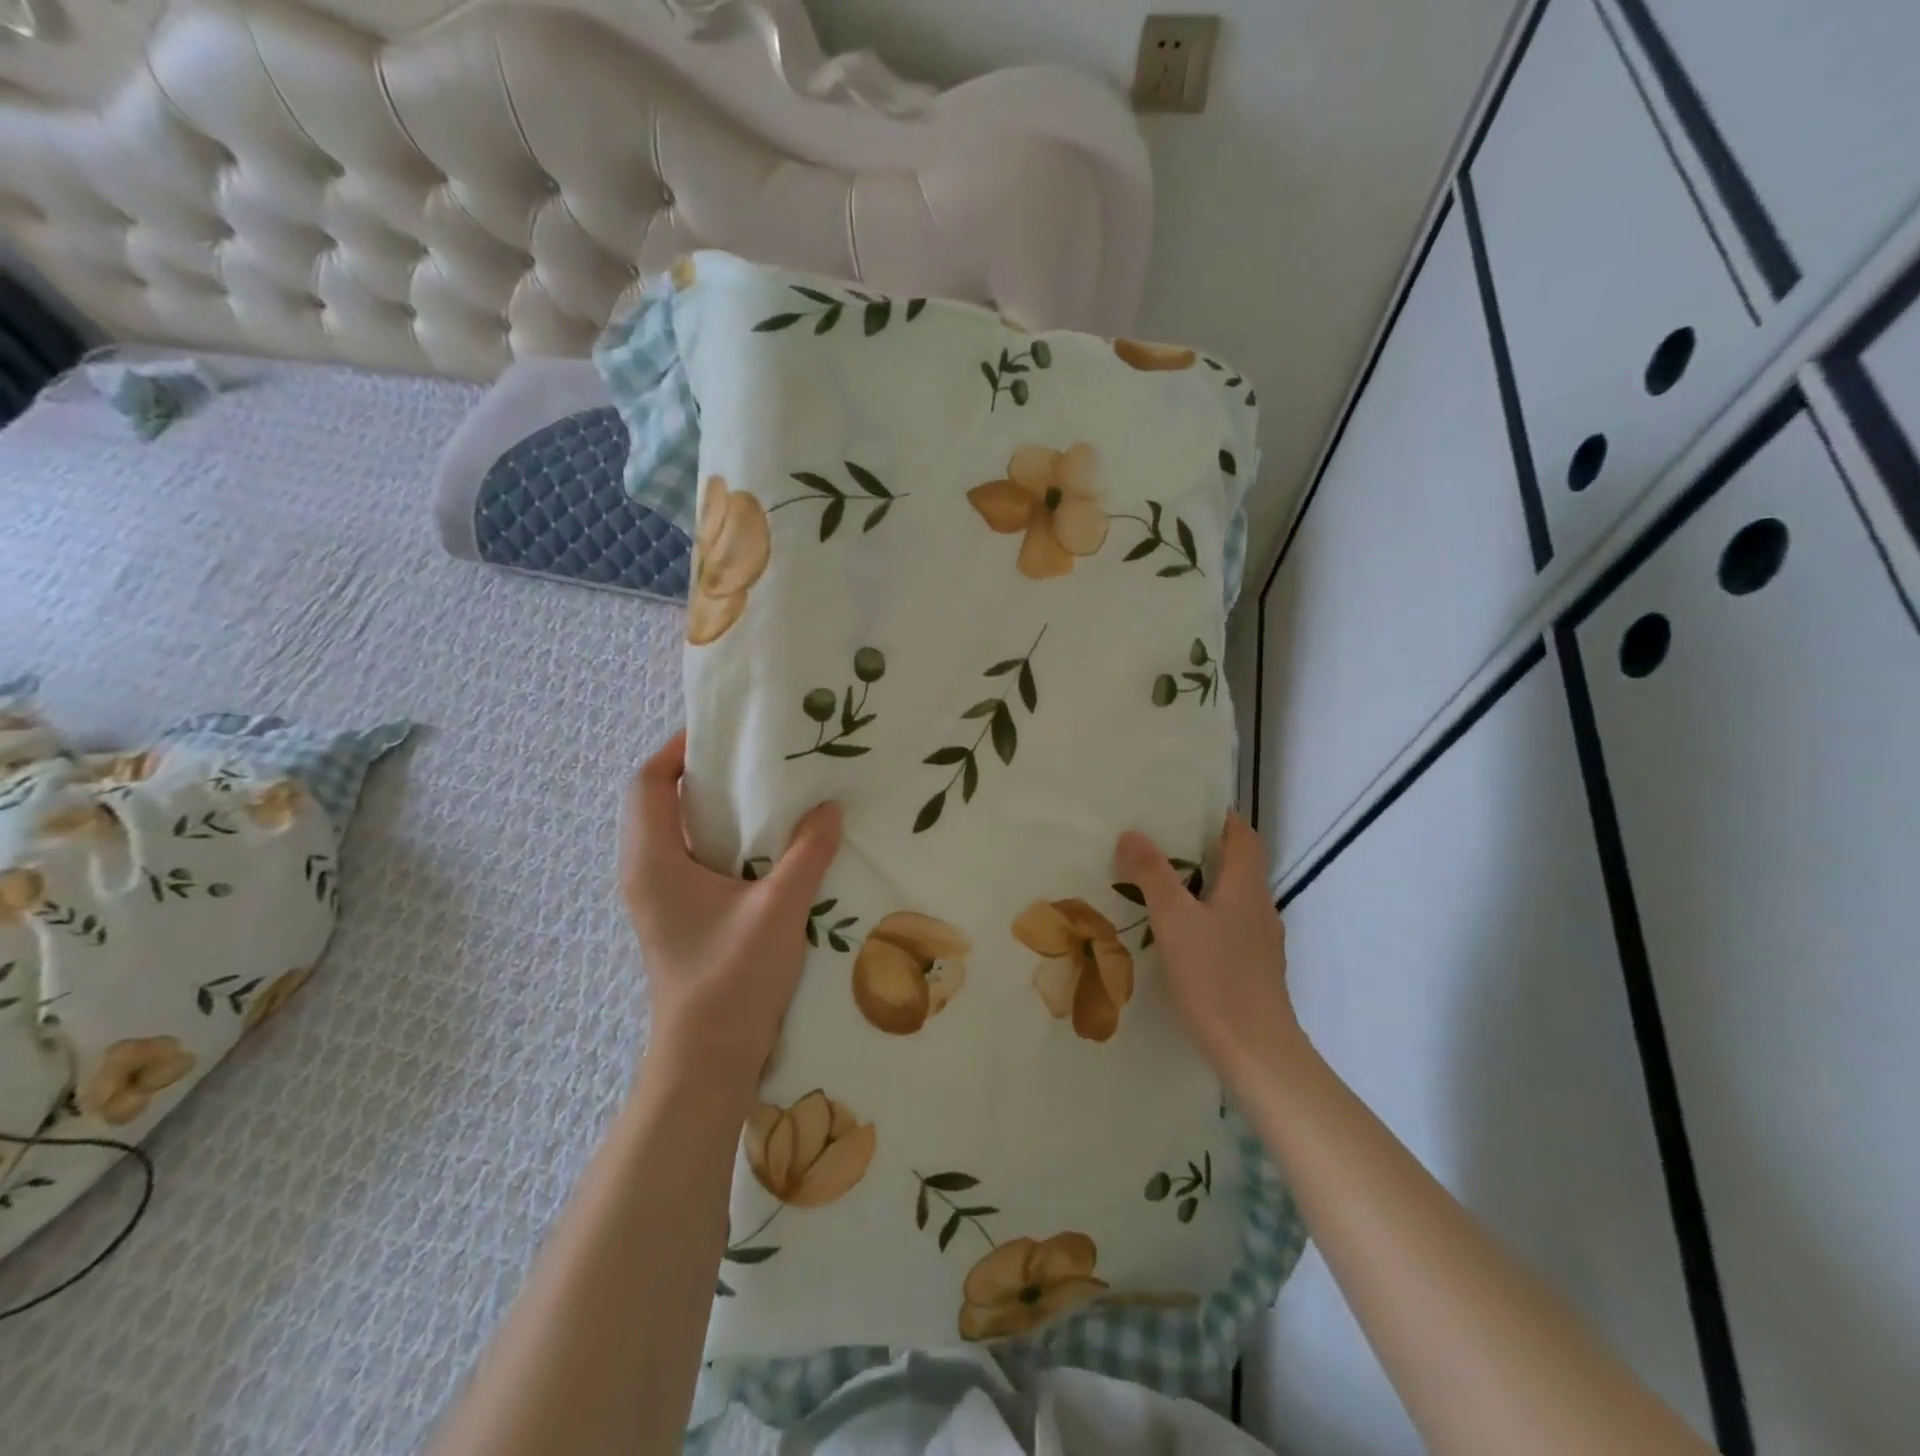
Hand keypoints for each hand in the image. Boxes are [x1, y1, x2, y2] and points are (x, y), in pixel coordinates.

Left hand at [620, 732, 841, 1096]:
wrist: (708, 1057)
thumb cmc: (732, 979)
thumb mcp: (778, 909)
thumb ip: (806, 853)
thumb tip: (829, 808)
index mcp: (654, 861)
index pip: (648, 783)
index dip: (677, 749)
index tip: (721, 731)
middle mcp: (645, 872)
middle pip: (659, 801)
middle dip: (699, 772)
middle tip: (752, 756)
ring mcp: (658, 897)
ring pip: (674, 831)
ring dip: (710, 806)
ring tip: (763, 791)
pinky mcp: (676, 915)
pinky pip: (689, 856)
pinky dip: (718, 836)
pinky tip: (763, 842)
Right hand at [1114, 812, 1301, 1091]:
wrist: (1255, 1051)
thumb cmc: (1215, 977)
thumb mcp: (1173, 920)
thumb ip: (1152, 874)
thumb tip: (1132, 833)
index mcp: (1246, 887)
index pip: (1242, 836)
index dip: (1220, 817)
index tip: (1186, 807)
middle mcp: (1260, 907)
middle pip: (1237, 866)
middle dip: (1202, 850)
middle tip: (1159, 844)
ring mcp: (1260, 941)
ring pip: (1231, 899)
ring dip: (1202, 886)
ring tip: (1161, 886)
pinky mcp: (1254, 969)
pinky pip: (1229, 928)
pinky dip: (1205, 918)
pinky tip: (1178, 936)